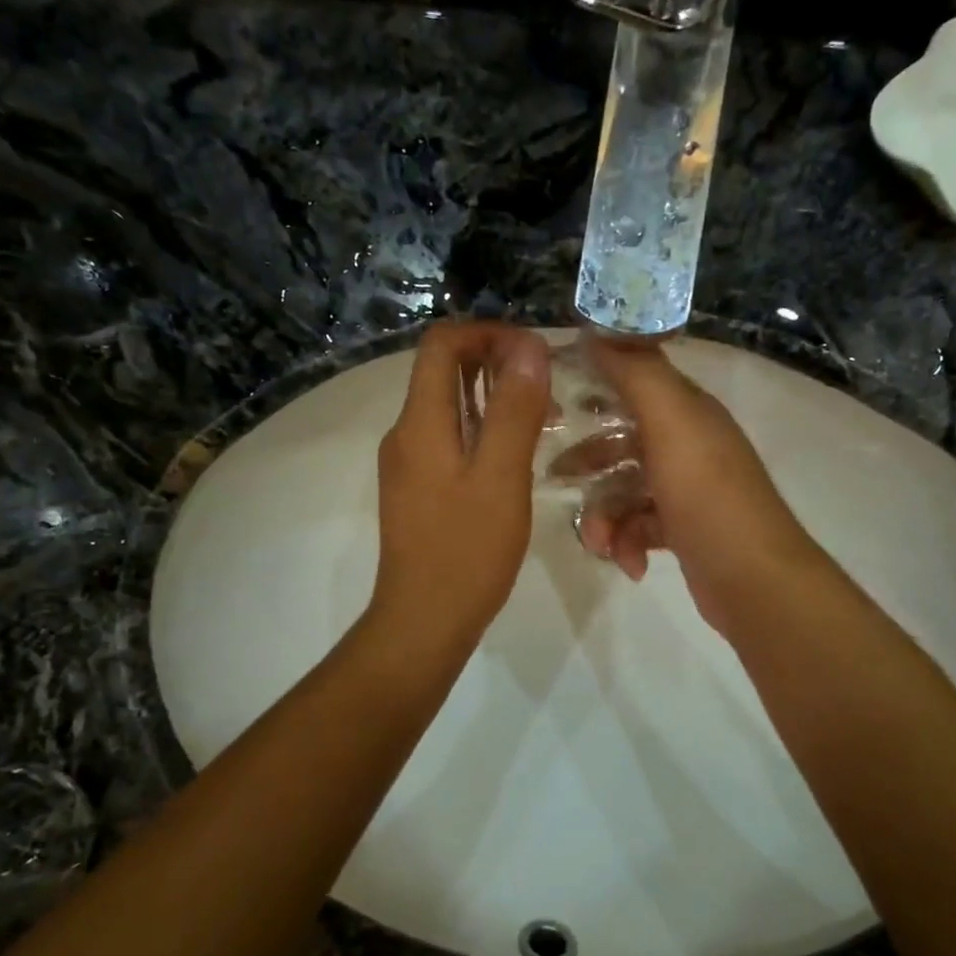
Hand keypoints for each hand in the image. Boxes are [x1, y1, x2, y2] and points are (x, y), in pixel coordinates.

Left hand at [367, 321, 550, 654]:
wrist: (424, 621)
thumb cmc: (466, 552)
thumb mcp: (501, 477)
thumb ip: (514, 410)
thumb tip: (528, 345)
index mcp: (420, 423)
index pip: (442, 344)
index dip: (488, 334)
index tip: (534, 354)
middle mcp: (406, 434)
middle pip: (443, 371)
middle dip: (496, 364)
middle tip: (549, 387)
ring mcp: (409, 464)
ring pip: (450, 408)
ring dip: (494, 400)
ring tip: (546, 419)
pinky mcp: (418, 490)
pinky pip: (450, 440)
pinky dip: (484, 432)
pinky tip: (518, 456)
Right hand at [572, 338, 824, 633]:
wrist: (752, 578)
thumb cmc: (707, 495)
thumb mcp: (671, 422)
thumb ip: (636, 373)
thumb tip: (597, 330)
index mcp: (688, 412)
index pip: (635, 381)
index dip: (594, 384)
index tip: (552, 402)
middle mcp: (689, 445)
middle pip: (622, 442)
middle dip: (588, 464)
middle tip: (555, 478)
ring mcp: (687, 491)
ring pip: (625, 492)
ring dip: (605, 518)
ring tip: (601, 545)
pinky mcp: (683, 532)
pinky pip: (639, 528)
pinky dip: (628, 545)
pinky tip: (630, 565)